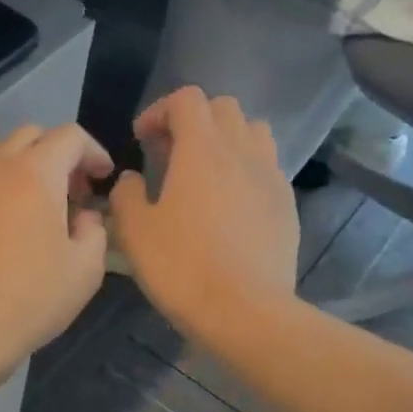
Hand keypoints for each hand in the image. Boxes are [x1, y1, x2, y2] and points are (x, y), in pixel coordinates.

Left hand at [0, 124, 114, 383]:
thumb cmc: (28, 302)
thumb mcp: (85, 271)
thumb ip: (94, 230)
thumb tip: (82, 215)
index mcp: (35, 173)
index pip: (70, 137)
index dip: (93, 152)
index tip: (101, 178)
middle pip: (29, 136)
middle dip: (56, 155)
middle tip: (68, 193)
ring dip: (16, 161)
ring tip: (25, 197)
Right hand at [109, 88, 300, 342]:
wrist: (244, 311)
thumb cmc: (181, 267)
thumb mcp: (135, 232)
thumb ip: (126, 195)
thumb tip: (132, 179)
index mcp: (202, 150)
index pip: (186, 100)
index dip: (159, 111)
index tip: (142, 140)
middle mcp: (242, 151)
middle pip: (222, 108)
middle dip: (192, 121)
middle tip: (169, 155)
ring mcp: (270, 177)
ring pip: (253, 132)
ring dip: (225, 140)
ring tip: (204, 173)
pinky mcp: (286, 205)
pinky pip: (266, 167)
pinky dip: (245, 170)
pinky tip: (229, 205)